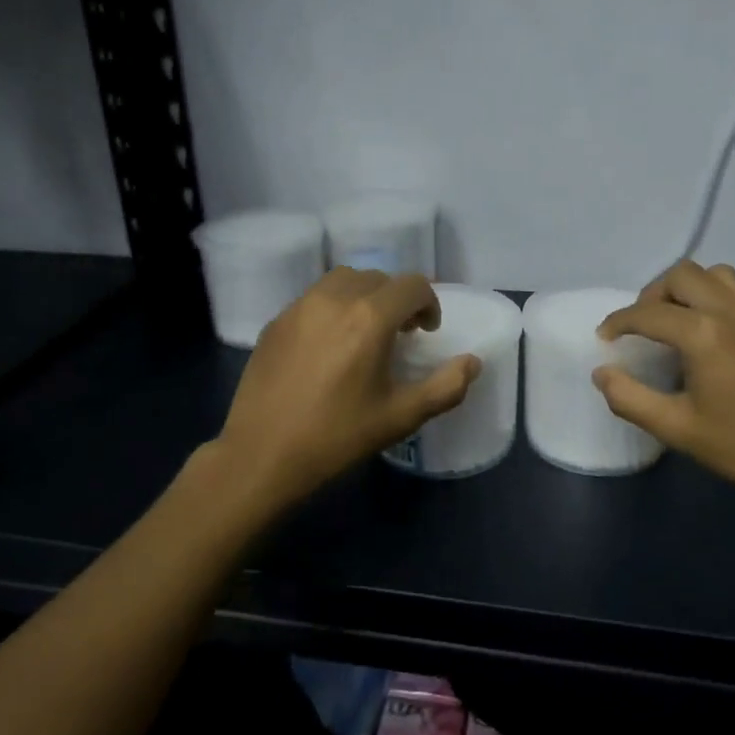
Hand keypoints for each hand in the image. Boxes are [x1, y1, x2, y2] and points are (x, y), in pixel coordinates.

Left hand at [215, 268, 481, 506]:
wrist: (262, 455)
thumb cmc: (337, 437)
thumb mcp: (401, 417)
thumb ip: (445, 386)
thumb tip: (472, 362)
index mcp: (369, 318)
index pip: (412, 285)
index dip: (428, 303)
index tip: (427, 332)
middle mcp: (334, 299)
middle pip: (378, 278)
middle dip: (397, 299)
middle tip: (401, 333)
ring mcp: (299, 307)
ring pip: (343, 280)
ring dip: (364, 296)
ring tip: (365, 331)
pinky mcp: (275, 321)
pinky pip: (314, 298)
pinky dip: (333, 307)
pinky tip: (330, 345)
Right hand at [594, 260, 734, 519]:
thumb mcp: (678, 430)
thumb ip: (630, 399)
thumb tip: (602, 374)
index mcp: (704, 334)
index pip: (648, 313)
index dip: (618, 322)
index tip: (604, 338)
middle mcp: (731, 311)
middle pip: (681, 275)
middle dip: (651, 295)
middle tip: (640, 327)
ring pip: (713, 274)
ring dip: (685, 288)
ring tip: (673, 321)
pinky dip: (711, 296)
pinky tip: (707, 334)